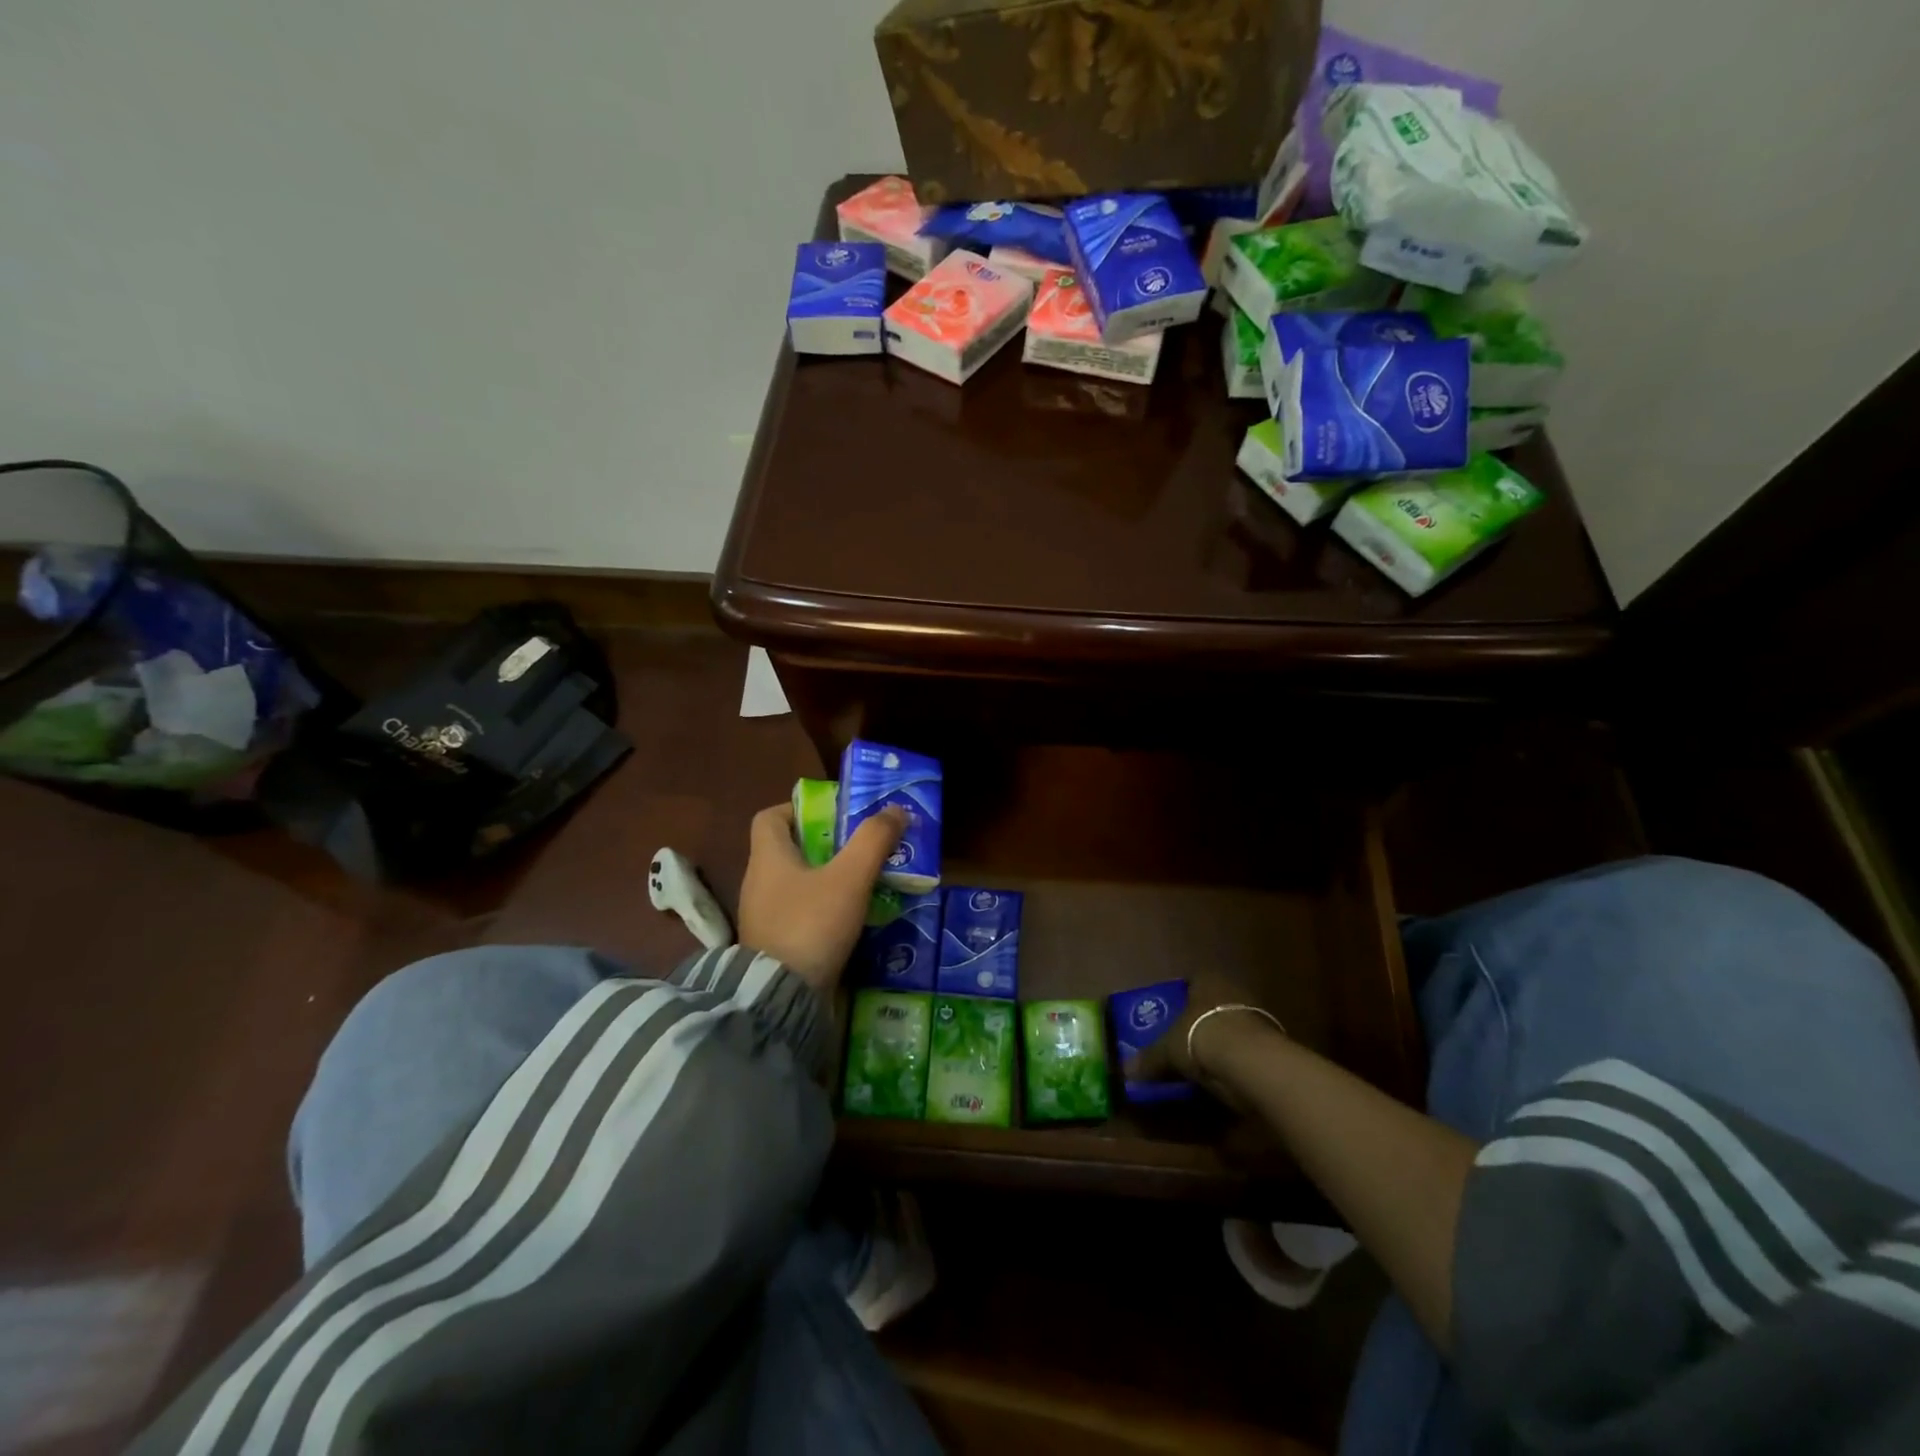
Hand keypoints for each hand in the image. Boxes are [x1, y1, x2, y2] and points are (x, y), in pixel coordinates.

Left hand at [738, 802, 906, 994]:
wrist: (781, 999)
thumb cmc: (811, 925)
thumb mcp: (849, 878)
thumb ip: (873, 840)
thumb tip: (895, 809)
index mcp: (767, 858)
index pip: (769, 817)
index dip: (799, 809)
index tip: (834, 815)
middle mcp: (759, 883)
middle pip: (789, 849)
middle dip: (826, 844)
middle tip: (862, 846)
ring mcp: (764, 917)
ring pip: (797, 883)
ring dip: (828, 878)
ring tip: (866, 881)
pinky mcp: (775, 945)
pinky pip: (800, 913)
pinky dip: (824, 909)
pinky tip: (853, 917)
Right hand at [1122, 972, 1287, 1109]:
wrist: (1249, 1060)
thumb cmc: (1200, 1036)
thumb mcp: (1167, 1049)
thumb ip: (1149, 1059)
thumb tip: (1126, 1072)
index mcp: (1206, 980)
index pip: (1190, 981)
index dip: (1178, 996)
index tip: (1168, 1013)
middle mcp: (1232, 991)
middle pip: (1211, 1004)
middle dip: (1199, 1021)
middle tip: (1182, 1038)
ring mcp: (1256, 1016)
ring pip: (1231, 1026)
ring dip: (1220, 1041)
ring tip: (1203, 1061)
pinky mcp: (1271, 1043)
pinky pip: (1245, 1049)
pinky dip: (1235, 1060)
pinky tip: (1224, 1075)